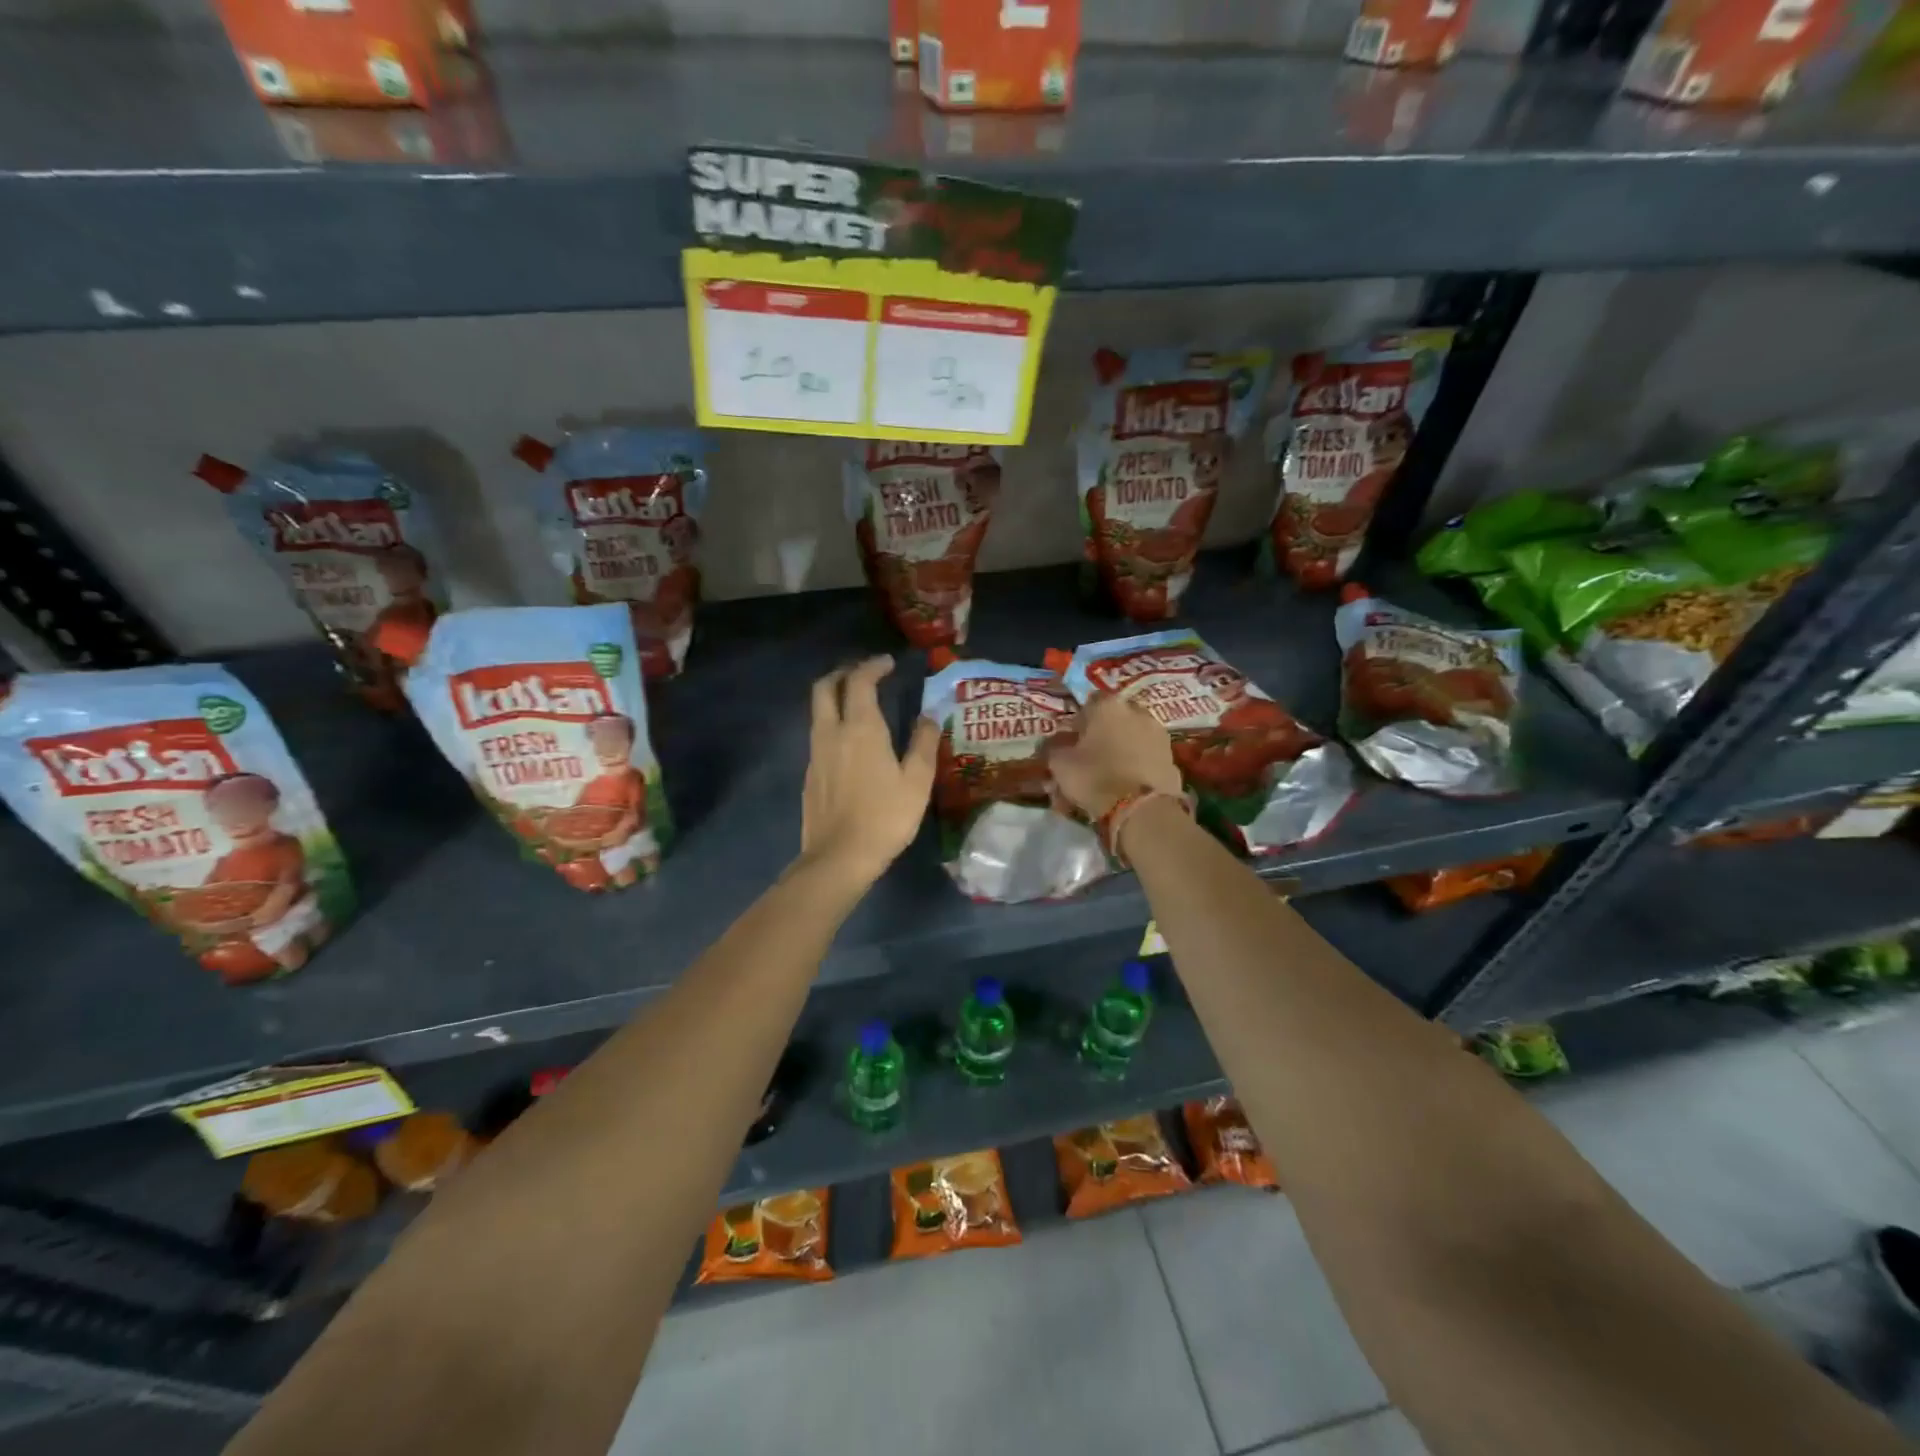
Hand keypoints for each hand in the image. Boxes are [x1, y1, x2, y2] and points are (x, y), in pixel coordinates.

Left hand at [800, 656, 937, 883]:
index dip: (873, 666)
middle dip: (843, 673)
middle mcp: (832, 732)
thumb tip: (929, 716)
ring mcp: (816, 754)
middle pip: (825, 687)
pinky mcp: (810, 775)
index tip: (888, 663)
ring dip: (835, 698)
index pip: (860, 681)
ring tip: (858, 704)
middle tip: (864, 674)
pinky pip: (818, 736)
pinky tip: (849, 743)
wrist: (839, 857)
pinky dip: (832, 724)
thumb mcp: (917, 781)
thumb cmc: (885, 817)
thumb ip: (923, 743)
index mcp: (861, 728)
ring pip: (818, 711)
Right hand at [1048, 692, 1181, 819]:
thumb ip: (1054, 749)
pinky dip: (1135, 768)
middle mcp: (1137, 712)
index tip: (1070, 741)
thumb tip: (1053, 746)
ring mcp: (1158, 734)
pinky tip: (1124, 788)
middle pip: (1113, 721)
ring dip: (1118, 753)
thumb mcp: (1060, 764)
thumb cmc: (1095, 777)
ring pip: (1130, 740)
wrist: (1142, 810)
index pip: (1089, 703)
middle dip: (1101, 737)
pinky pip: (1145, 759)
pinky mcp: (1172, 758)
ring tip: (1106, 779)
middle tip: (1087, 760)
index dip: (1077, 722)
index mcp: (1108, 706)